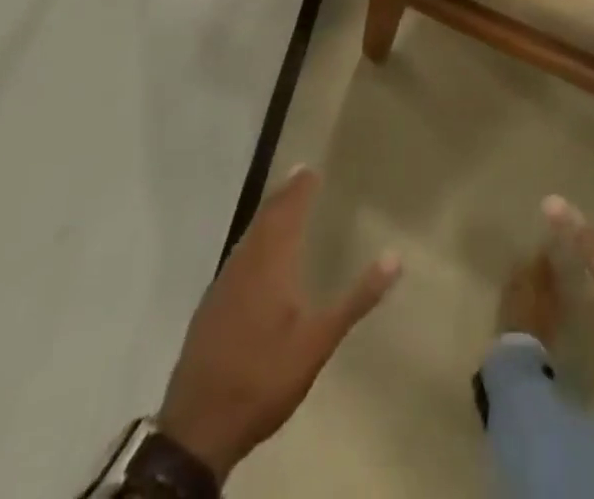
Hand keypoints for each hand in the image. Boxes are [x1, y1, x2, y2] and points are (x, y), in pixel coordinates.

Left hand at [158, 166, 400, 480]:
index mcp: (272, 263)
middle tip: (299, 174)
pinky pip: (238, 256)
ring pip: (248, 237)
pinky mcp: (211, 306)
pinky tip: (257, 255)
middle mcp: (245, 264)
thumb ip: (356, 299)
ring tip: (282, 204)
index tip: (311, 167)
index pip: (288, 212)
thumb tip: (395, 257)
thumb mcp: (319, 341)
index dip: (300, 189)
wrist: (198, 426)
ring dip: (267, 216)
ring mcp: (223, 285)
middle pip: (265, 219)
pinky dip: (253, 241)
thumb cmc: (265, 375)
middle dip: (283, 195)